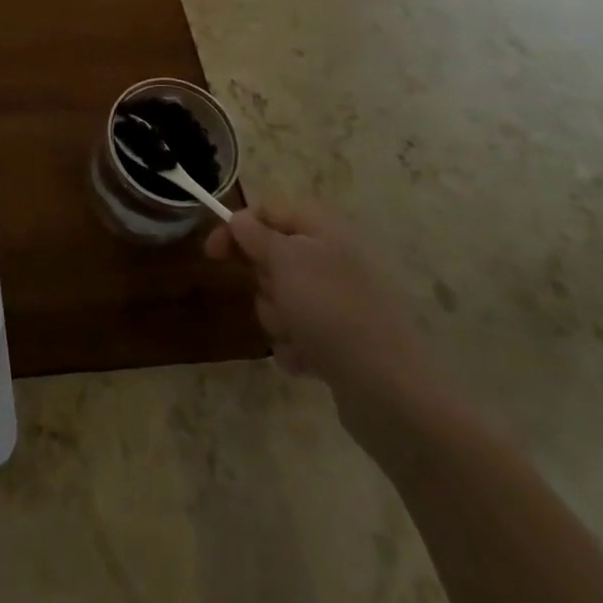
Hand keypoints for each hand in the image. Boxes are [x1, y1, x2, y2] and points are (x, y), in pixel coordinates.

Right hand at [206, 201, 448, 453]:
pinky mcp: (341, 342)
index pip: (269, 210)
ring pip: (281, 298)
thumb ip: (255, 235)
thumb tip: (240, 220)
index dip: (237, 227)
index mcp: (324, 230)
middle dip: (263, 281)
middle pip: (273, 256)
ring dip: (278, 318)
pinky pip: (299, 334)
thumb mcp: (285, 260)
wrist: (390, 392)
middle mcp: (334, 260)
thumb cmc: (331, 311)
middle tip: (274, 295)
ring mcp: (340, 304)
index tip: (212, 254)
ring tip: (297, 335)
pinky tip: (310, 362)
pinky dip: (296, 347)